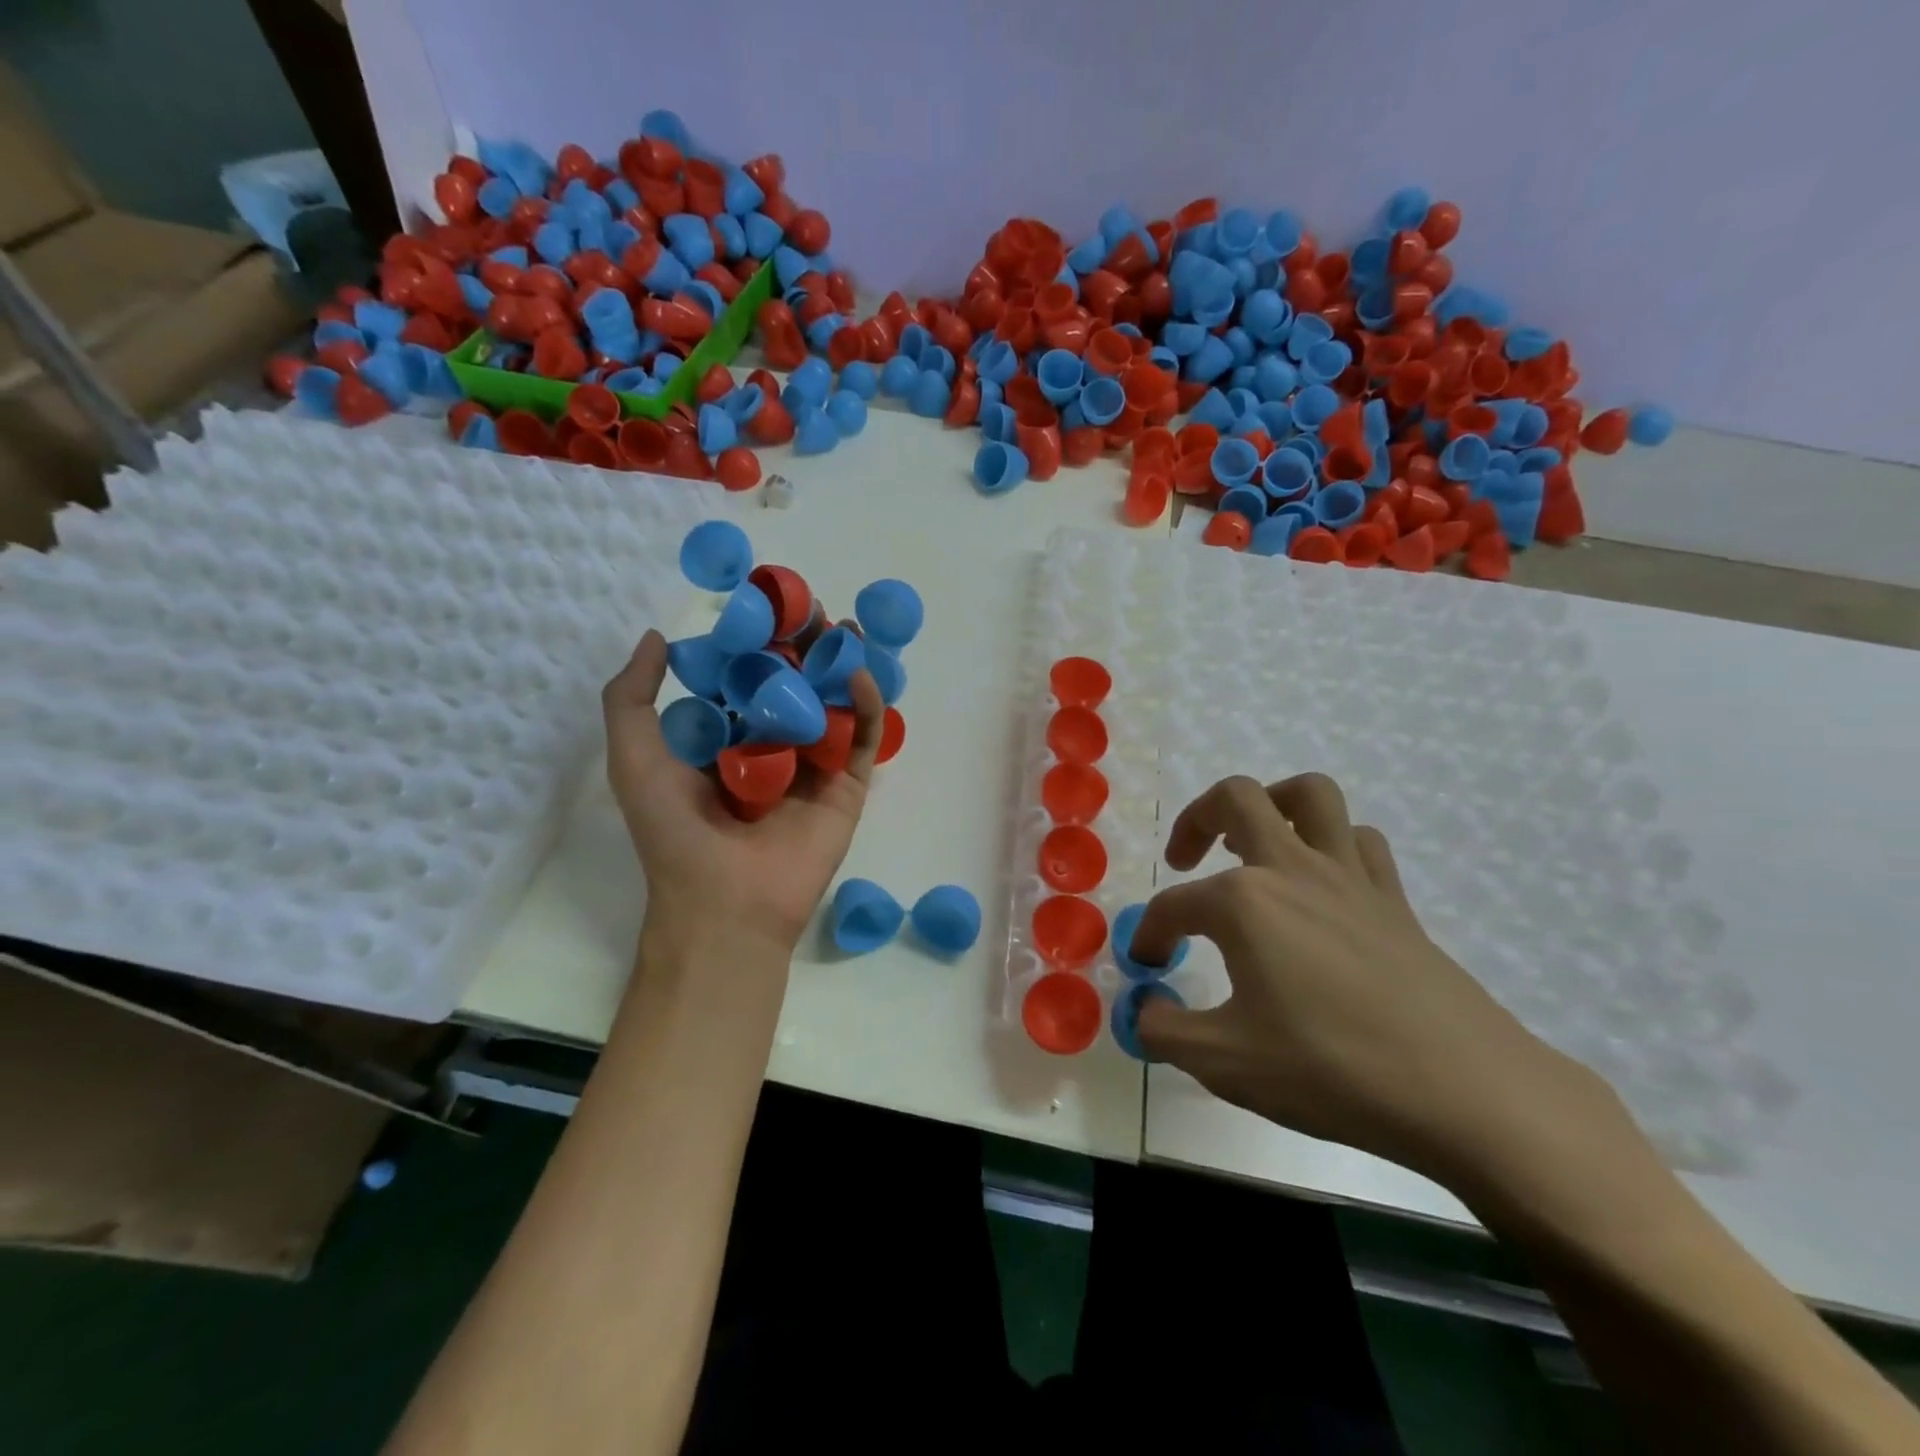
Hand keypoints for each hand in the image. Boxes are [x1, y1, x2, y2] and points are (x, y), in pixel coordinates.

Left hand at [601, 630, 885, 961]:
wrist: (726, 903)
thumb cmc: (676, 831)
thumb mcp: (634, 758)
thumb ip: (631, 698)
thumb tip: (656, 639)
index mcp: (726, 739)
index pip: (747, 678)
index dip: (758, 642)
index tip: (767, 605)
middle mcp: (773, 747)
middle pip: (796, 685)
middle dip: (806, 647)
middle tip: (815, 609)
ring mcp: (814, 766)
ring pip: (834, 705)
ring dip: (842, 667)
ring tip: (847, 630)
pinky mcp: (848, 786)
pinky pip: (861, 738)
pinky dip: (867, 705)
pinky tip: (859, 675)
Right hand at [1134, 773, 1592, 1180]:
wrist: (1466, 1092)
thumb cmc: (1332, 1069)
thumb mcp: (1225, 1062)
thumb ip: (1164, 1030)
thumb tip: (1143, 1011)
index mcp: (1244, 901)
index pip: (1174, 907)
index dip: (1151, 935)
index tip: (1149, 968)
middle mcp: (1292, 869)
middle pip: (1235, 798)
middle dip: (1196, 821)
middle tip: (1185, 861)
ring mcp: (1349, 877)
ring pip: (1310, 795)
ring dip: (1271, 806)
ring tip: (1253, 846)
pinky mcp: (1394, 899)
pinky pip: (1359, 841)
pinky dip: (1332, 845)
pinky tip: (1321, 886)